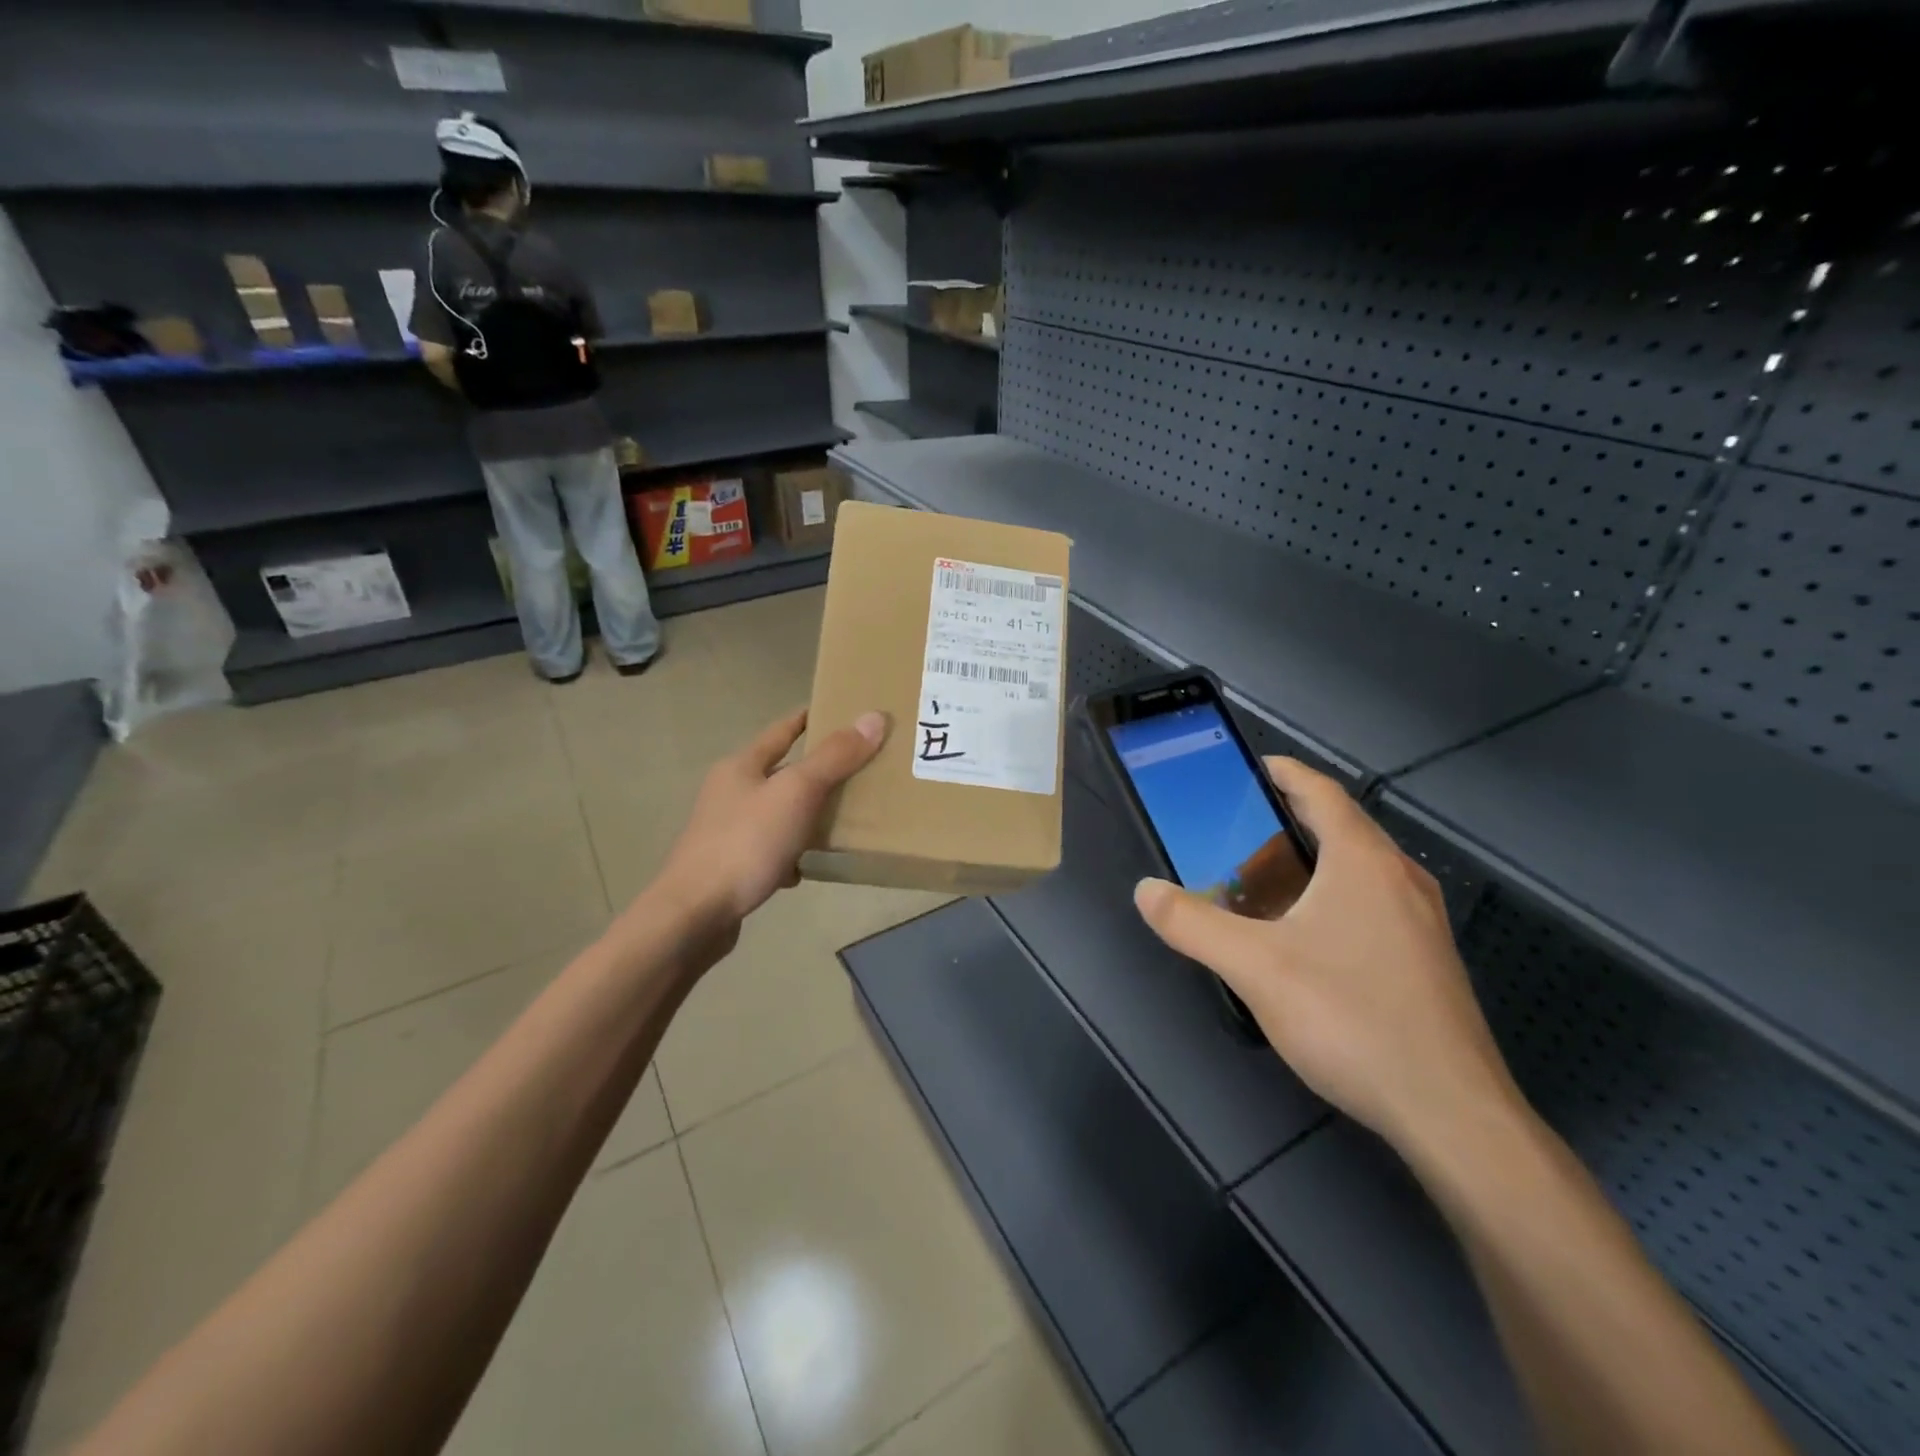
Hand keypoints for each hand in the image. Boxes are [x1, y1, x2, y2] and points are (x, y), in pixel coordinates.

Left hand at [649, 707, 886, 941]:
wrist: (694, 915)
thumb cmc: (745, 843)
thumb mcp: (796, 793)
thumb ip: (835, 757)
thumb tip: (874, 717)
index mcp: (741, 767)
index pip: (781, 731)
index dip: (809, 719)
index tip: (839, 712)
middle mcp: (729, 793)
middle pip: (780, 772)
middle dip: (815, 772)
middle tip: (857, 770)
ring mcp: (726, 831)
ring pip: (776, 813)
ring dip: (804, 815)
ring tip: (840, 820)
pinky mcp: (729, 866)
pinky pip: (769, 850)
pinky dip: (789, 854)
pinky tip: (804, 869)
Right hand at [1133, 759, 1520, 1160]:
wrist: (1451, 1113)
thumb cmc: (1351, 1018)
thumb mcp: (1255, 968)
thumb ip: (1192, 925)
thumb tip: (1146, 891)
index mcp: (1364, 861)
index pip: (1321, 792)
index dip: (1285, 772)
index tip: (1249, 768)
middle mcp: (1401, 879)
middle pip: (1342, 827)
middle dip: (1289, 820)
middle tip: (1236, 832)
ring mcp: (1422, 922)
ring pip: (1359, 870)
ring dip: (1311, 862)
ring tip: (1261, 882)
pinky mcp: (1427, 961)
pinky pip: (1373, 904)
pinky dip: (1332, 898)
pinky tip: (1304, 938)